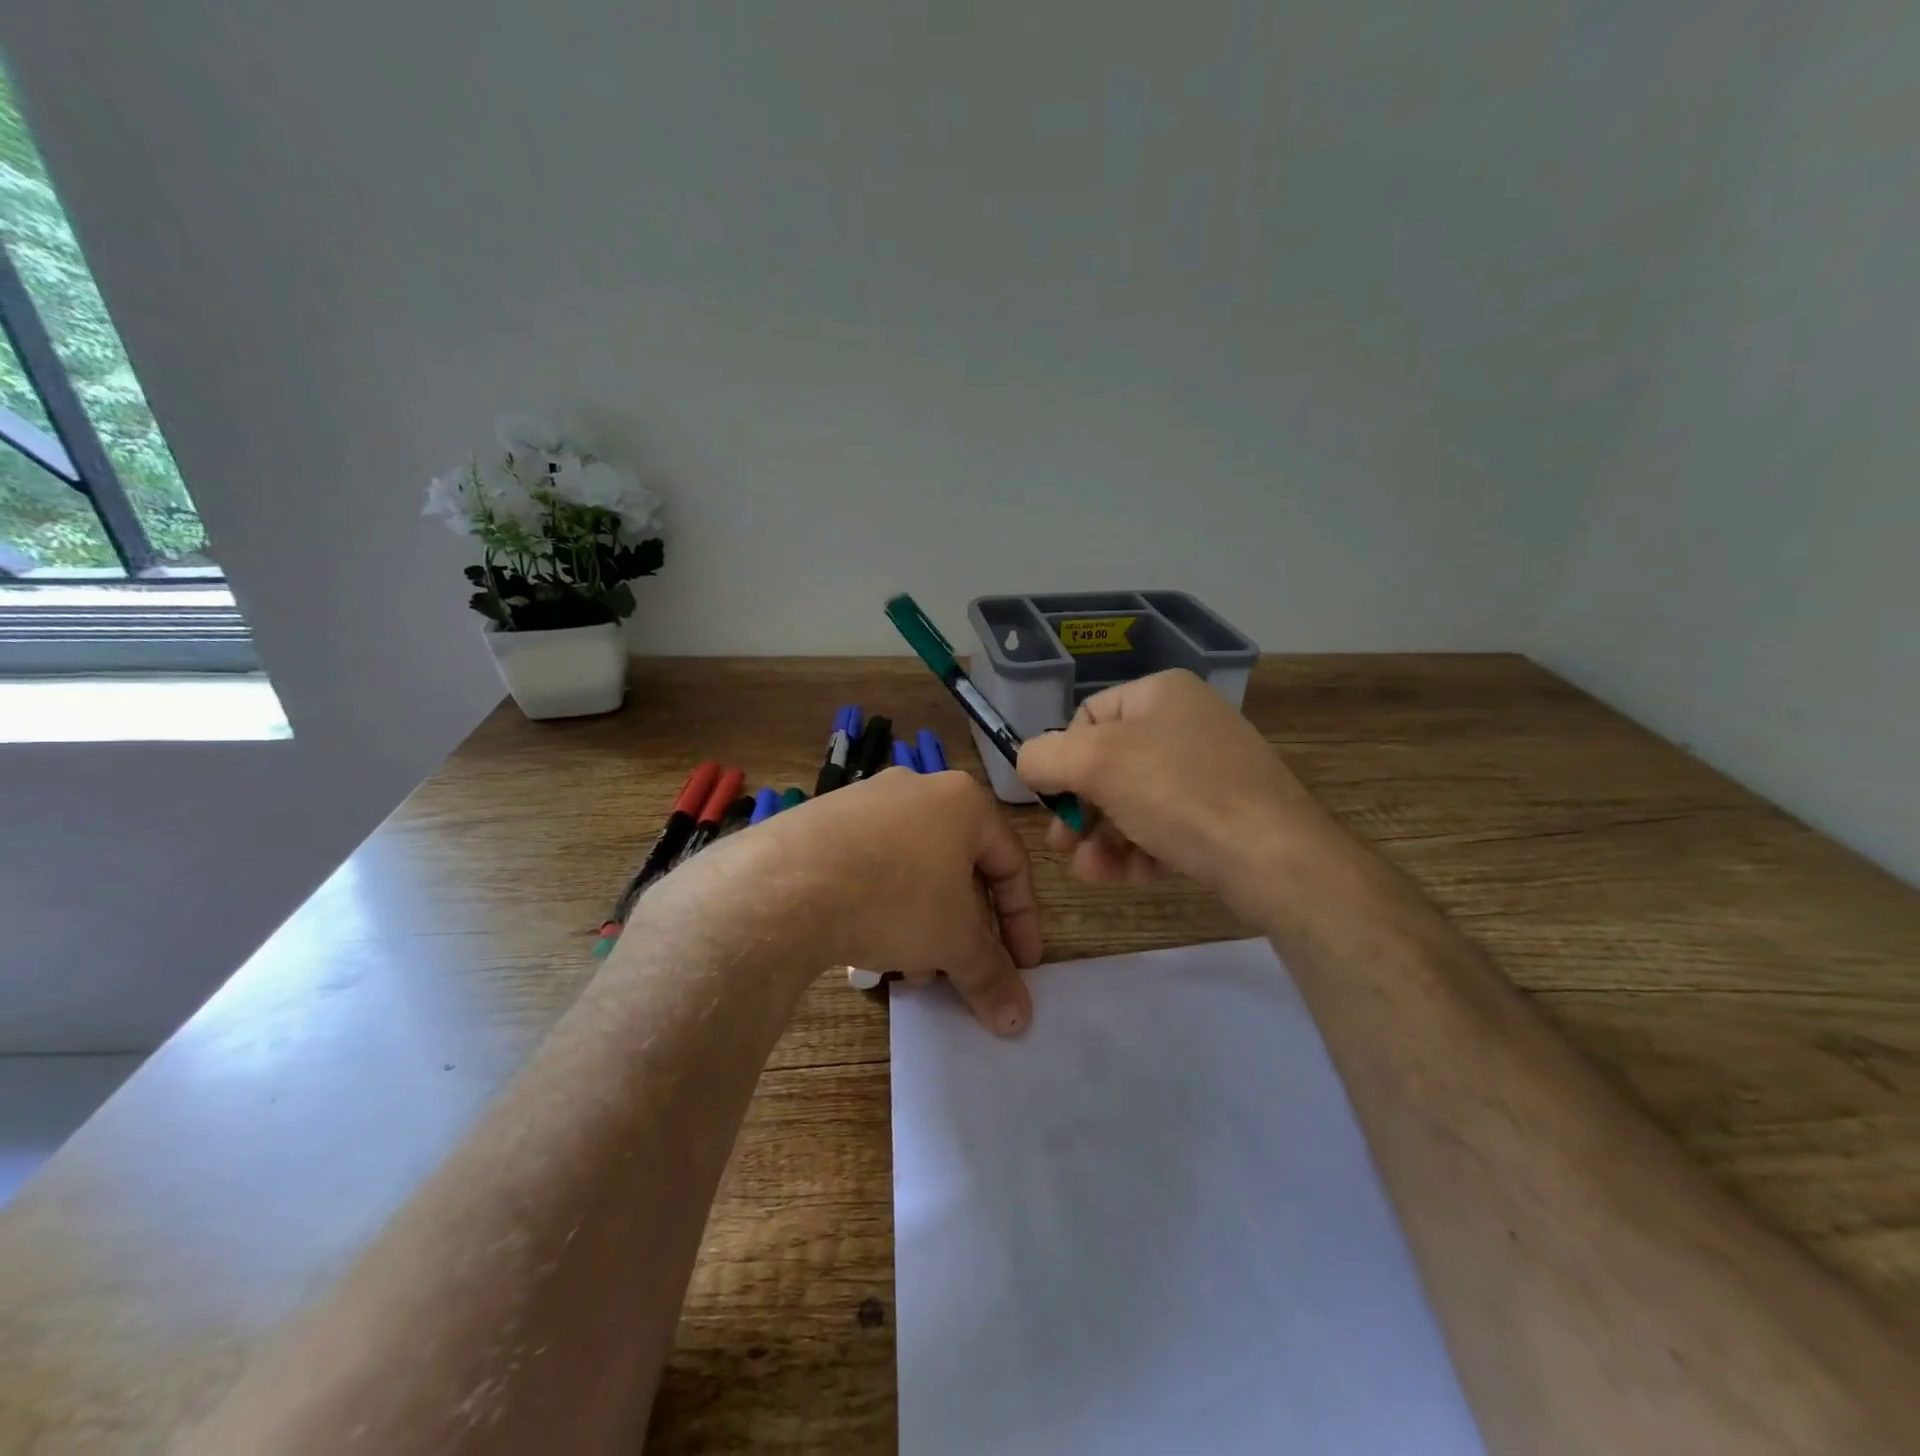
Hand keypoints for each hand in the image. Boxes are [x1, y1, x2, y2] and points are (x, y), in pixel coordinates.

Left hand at [653, 767, 1041, 1035]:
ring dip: (922, 925)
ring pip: (913, 871)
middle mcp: (918, 789)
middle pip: (958, 869)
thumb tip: (1019, 1021)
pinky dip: (882, 907)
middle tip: (957, 971)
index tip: (1022, 966)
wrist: (786, 884)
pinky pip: (871, 866)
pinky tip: (866, 948)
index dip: (1022, 921)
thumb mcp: (954, 941)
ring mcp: (866, 801)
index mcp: (963, 802)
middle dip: (962, 929)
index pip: (1011, 863)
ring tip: (906, 971)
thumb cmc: (895, 897)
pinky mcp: (824, 820)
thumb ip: (991, 976)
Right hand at [1017, 669, 1335, 906]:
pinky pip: (1167, 825)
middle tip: (1064, 846)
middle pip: (1109, 765)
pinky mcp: (1226, 814)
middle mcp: (1188, 722)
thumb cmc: (1178, 794)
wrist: (1275, 857)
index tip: (1055, 802)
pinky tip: (1137, 876)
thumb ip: (1042, 757)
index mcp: (1160, 693)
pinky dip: (1143, 850)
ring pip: (1134, 802)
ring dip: (1105, 839)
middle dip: (1082, 810)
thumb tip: (1028, 765)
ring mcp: (1211, 769)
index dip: (1063, 760)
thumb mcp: (1094, 764)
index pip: (1087, 717)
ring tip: (1094, 872)